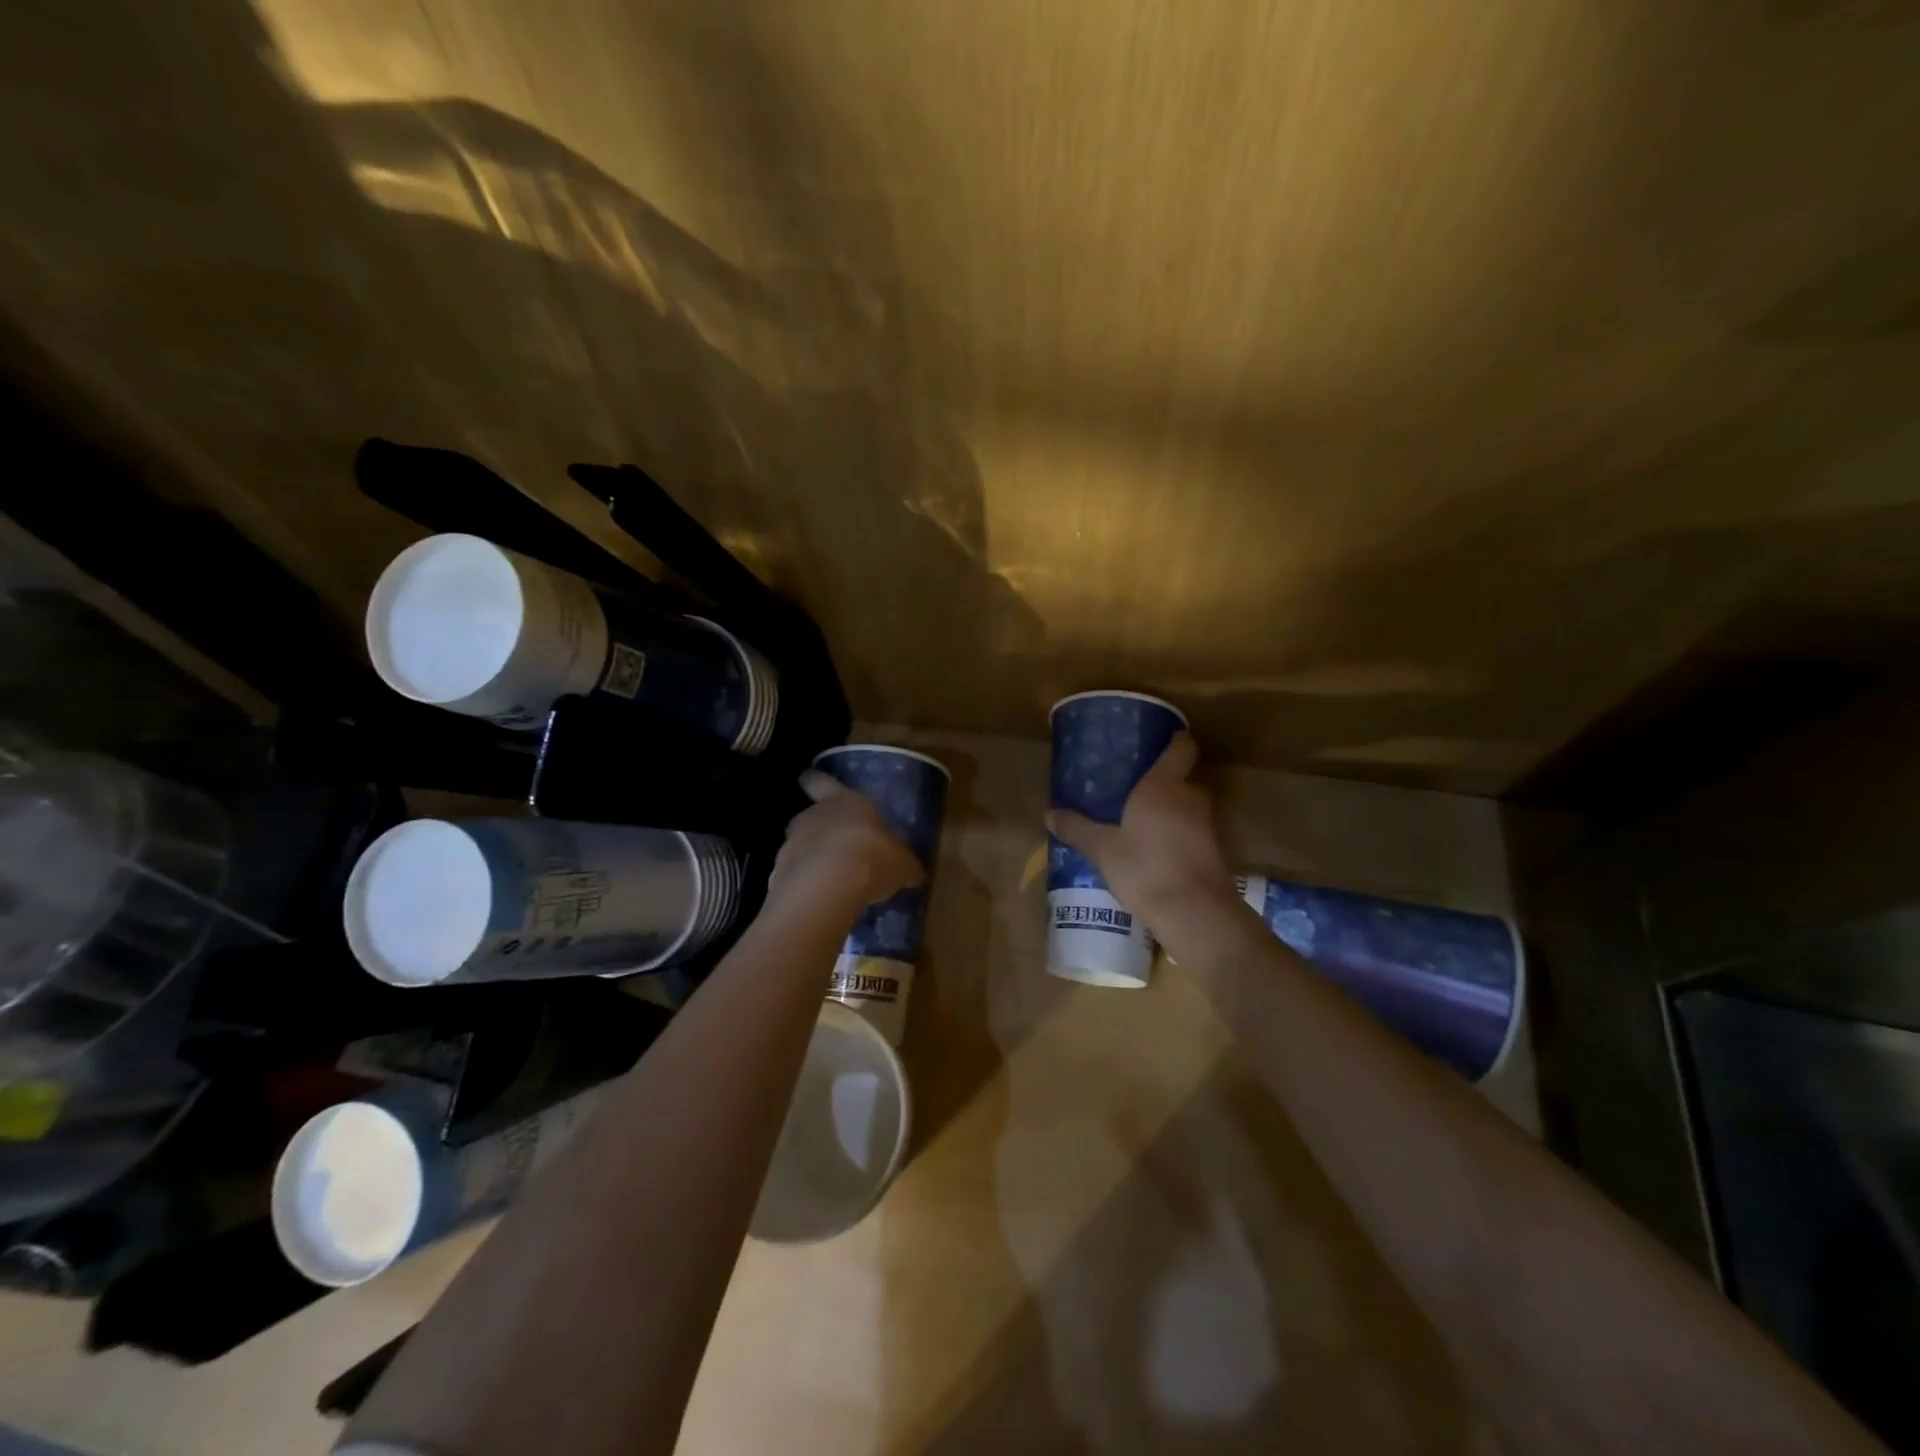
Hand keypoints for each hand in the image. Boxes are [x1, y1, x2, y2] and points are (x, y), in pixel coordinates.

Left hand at [768, 771, 925, 910]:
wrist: (828, 885)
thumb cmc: (872, 856)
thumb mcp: (901, 862)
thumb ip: (904, 864)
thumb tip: (915, 873)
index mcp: (844, 801)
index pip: (822, 782)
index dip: (815, 781)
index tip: (807, 779)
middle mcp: (814, 816)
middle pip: (812, 816)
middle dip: (821, 829)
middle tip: (838, 847)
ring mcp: (792, 843)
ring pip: (801, 846)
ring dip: (813, 859)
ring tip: (833, 880)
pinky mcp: (779, 873)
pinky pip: (794, 875)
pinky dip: (805, 884)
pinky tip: (821, 899)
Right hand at [1045, 732, 1236, 923]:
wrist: (1194, 912)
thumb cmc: (1144, 867)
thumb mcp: (1102, 848)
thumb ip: (1077, 829)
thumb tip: (1049, 814)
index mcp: (1163, 786)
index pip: (1181, 749)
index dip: (1176, 741)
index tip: (1165, 738)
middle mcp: (1189, 799)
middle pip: (1184, 780)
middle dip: (1165, 783)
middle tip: (1136, 790)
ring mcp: (1205, 827)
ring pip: (1188, 809)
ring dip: (1170, 813)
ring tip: (1141, 822)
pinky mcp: (1212, 854)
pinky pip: (1191, 834)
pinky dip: (1176, 838)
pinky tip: (1154, 853)